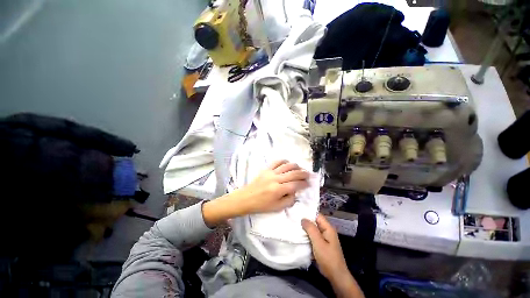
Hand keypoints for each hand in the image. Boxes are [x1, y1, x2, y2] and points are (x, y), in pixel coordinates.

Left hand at [202, 160, 308, 226]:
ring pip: (286, 166)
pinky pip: (276, 162)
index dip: (303, 184)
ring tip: (301, 168)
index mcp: (278, 190)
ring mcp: (270, 172)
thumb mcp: (277, 208)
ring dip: (295, 166)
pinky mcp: (266, 169)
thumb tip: (295, 191)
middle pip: (293, 173)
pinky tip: (288, 162)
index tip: (308, 184)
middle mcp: (275, 179)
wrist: (246, 198)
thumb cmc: (261, 205)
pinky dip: (284, 161)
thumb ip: (289, 199)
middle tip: (309, 174)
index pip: (295, 185)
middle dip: (303, 173)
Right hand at [302, 214, 364, 297]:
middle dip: (305, 220)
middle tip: (293, 217)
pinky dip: (306, 235)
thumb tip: (303, 218)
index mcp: (328, 228)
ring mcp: (323, 238)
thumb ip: (311, 229)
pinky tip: (298, 234)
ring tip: (294, 224)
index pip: (317, 215)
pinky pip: (312, 236)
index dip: (308, 212)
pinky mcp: (321, 244)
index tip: (297, 210)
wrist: (335, 276)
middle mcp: (326, 231)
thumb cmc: (328, 258)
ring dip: (305, 228)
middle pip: (314, 221)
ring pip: (312, 229)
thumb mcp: (318, 242)